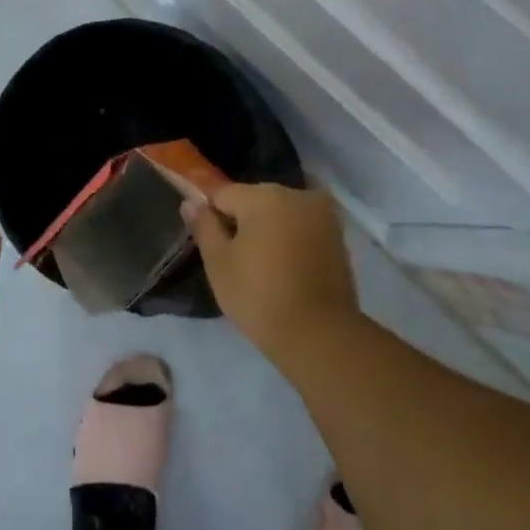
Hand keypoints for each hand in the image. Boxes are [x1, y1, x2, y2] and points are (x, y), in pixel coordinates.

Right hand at [184, 183, 359, 360]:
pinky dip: (289, 240)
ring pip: (280, 214)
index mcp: (265, 195)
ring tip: (260, 268)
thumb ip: (204, 226)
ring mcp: (323, 215)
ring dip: (268, 231)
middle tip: (234, 260)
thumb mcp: (218, 262)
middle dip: (242, 222)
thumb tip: (191, 202)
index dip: (211, 217)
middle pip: (255, 200)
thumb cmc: (259, 296)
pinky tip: (284, 270)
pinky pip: (302, 229)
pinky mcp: (338, 237)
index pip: (223, 194)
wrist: (319, 335)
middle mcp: (297, 195)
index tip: (210, 245)